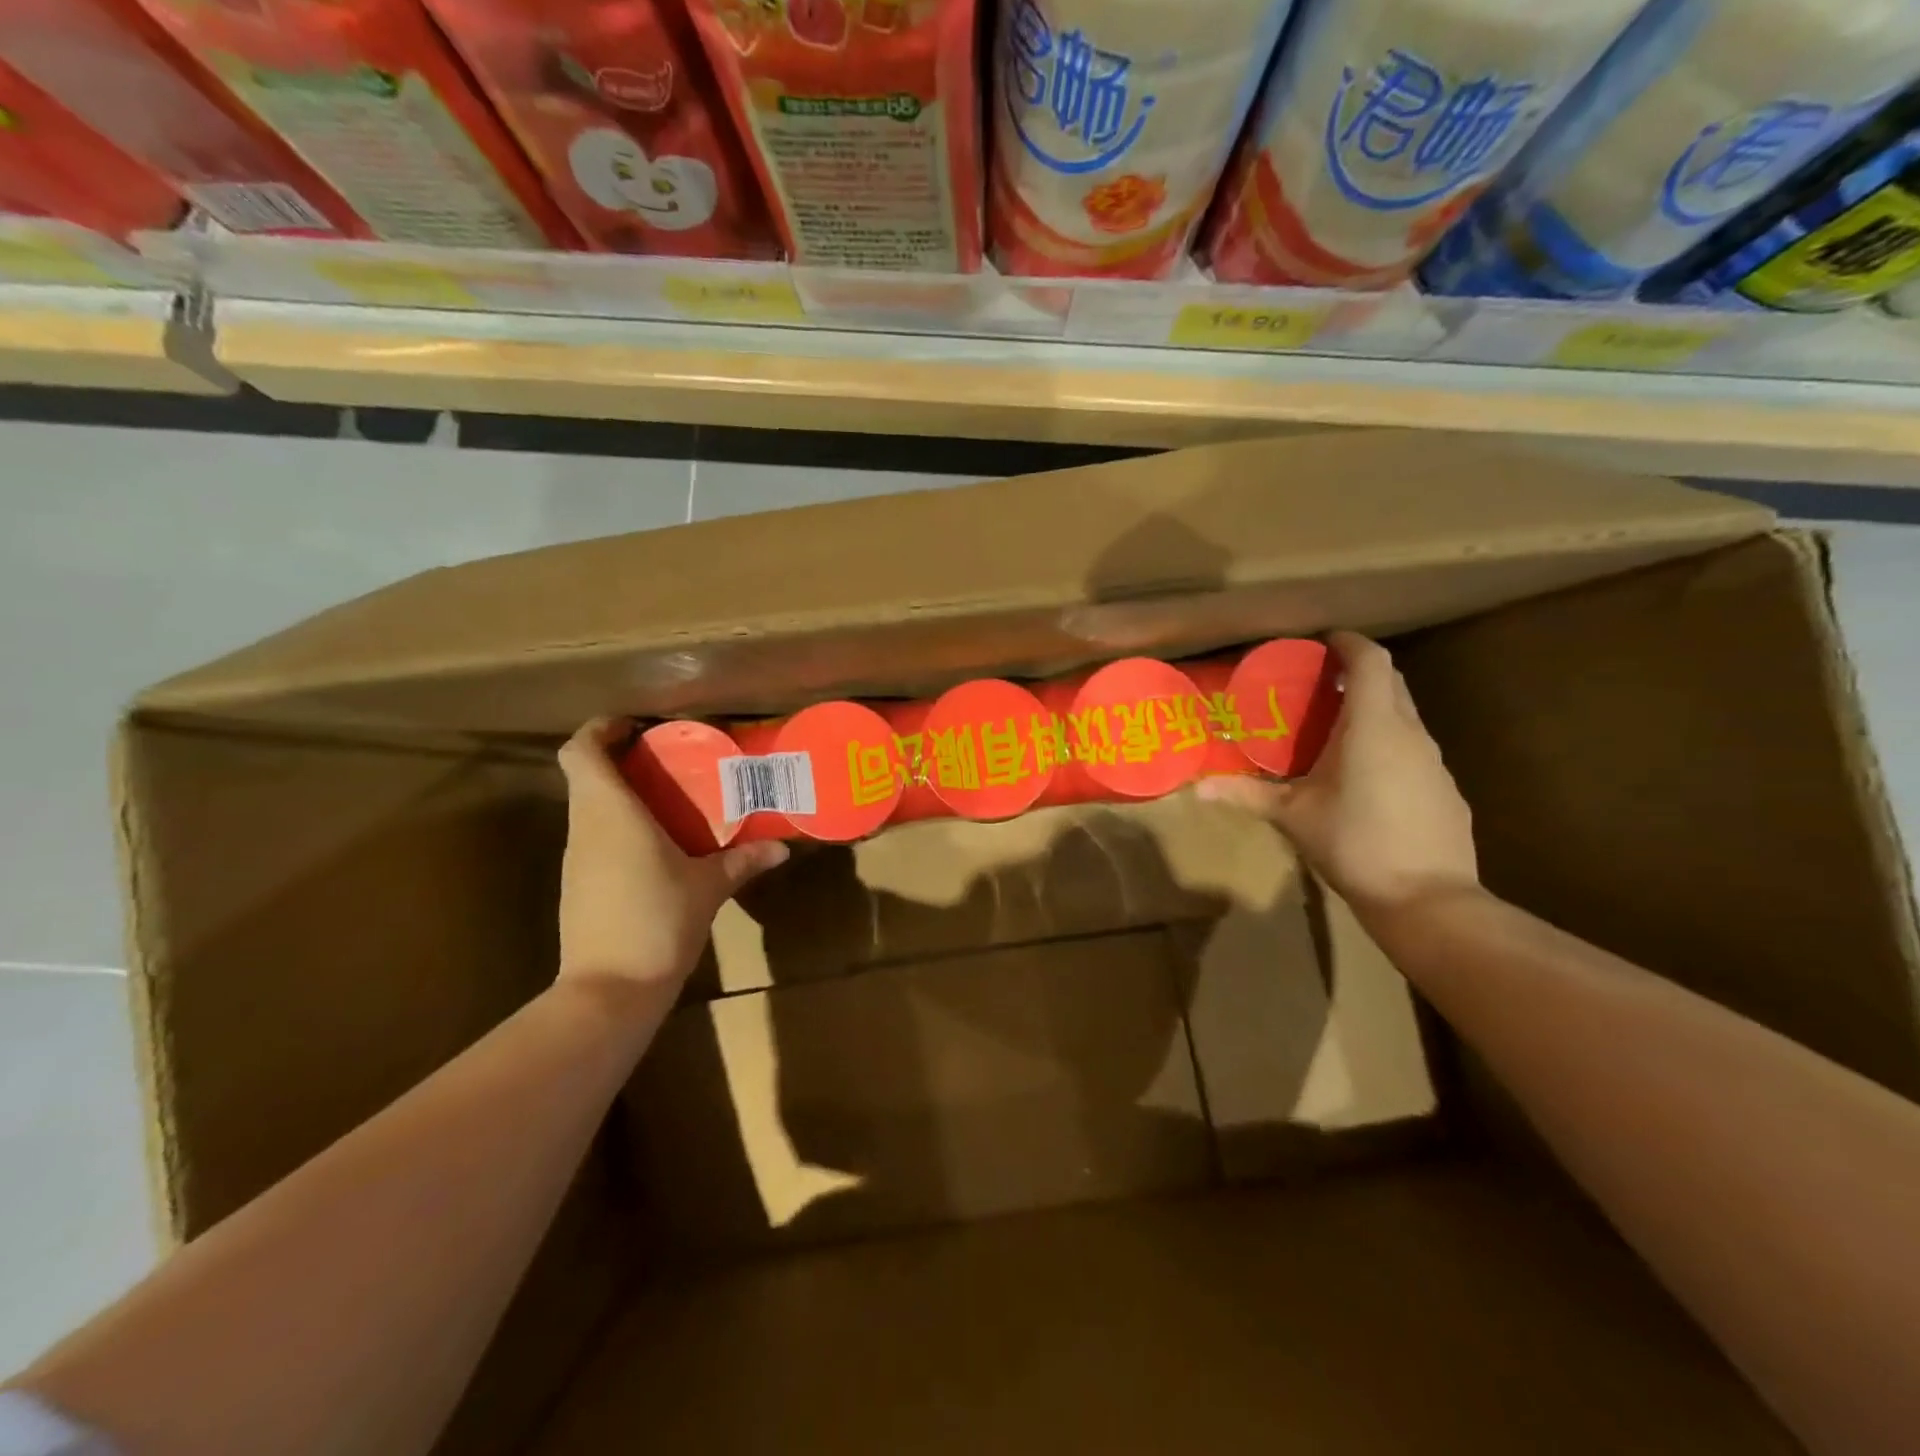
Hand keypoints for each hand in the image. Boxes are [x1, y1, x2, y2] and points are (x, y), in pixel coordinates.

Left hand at [556, 719, 787, 987]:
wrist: (609, 990)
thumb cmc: (658, 921)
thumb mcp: (709, 887)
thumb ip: (744, 861)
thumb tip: (782, 849)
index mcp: (610, 813)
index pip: (581, 752)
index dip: (600, 729)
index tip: (635, 726)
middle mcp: (584, 828)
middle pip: (584, 775)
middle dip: (619, 759)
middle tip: (668, 760)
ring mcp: (576, 859)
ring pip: (588, 808)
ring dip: (620, 794)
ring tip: (670, 799)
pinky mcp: (578, 886)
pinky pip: (594, 838)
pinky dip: (618, 827)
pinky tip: (656, 845)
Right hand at [1197, 632, 1477, 915]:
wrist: (1427, 899)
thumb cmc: (1354, 843)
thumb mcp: (1292, 816)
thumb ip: (1246, 795)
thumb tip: (1196, 788)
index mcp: (1373, 727)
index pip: (1371, 661)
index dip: (1349, 642)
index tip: (1323, 641)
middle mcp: (1411, 734)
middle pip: (1391, 682)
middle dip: (1359, 672)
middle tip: (1320, 682)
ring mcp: (1435, 763)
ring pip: (1405, 717)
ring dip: (1374, 709)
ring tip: (1336, 729)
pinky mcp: (1445, 790)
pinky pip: (1414, 750)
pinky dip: (1390, 744)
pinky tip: (1366, 777)